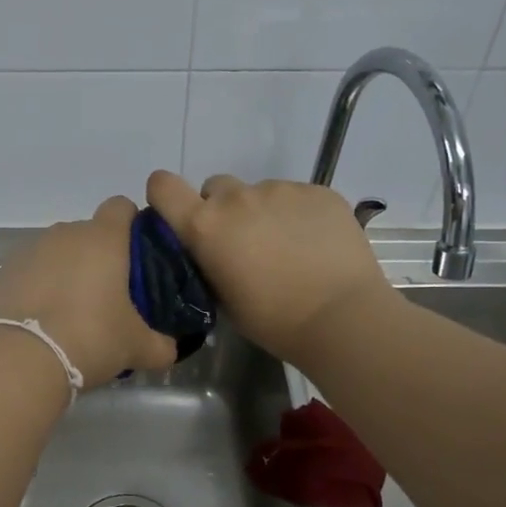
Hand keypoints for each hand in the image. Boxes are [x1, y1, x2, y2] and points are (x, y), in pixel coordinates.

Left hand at [0, 196, 177, 387]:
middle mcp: (64, 234)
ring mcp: (28, 251)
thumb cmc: (90, 337)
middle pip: (88, 234)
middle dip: (99, 258)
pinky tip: (42, 322)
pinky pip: (29, 274)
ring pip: (56, 254)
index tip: (138, 255)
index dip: (132, 225)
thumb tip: (170, 348)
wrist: (18, 358)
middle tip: (109, 297)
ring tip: (72, 314)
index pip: (121, 207)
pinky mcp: (2, 273)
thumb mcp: (137, 347)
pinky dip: (38, 290)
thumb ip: (161, 344)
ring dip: (66, 273)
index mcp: (103, 238)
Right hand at [145, 171, 392, 366]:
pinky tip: (316, 245)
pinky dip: (299, 215)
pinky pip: (297, 196)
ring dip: (264, 213)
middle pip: (216, 188)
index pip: (163, 186)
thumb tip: (210, 251)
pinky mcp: (318, 191)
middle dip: (223, 209)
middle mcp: (237, 198)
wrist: (342, 318)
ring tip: (289, 248)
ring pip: (260, 192)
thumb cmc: (273, 320)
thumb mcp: (222, 299)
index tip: (179, 214)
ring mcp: (281, 189)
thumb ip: (207, 262)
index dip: (167, 196)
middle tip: (245, 243)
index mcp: (205, 226)